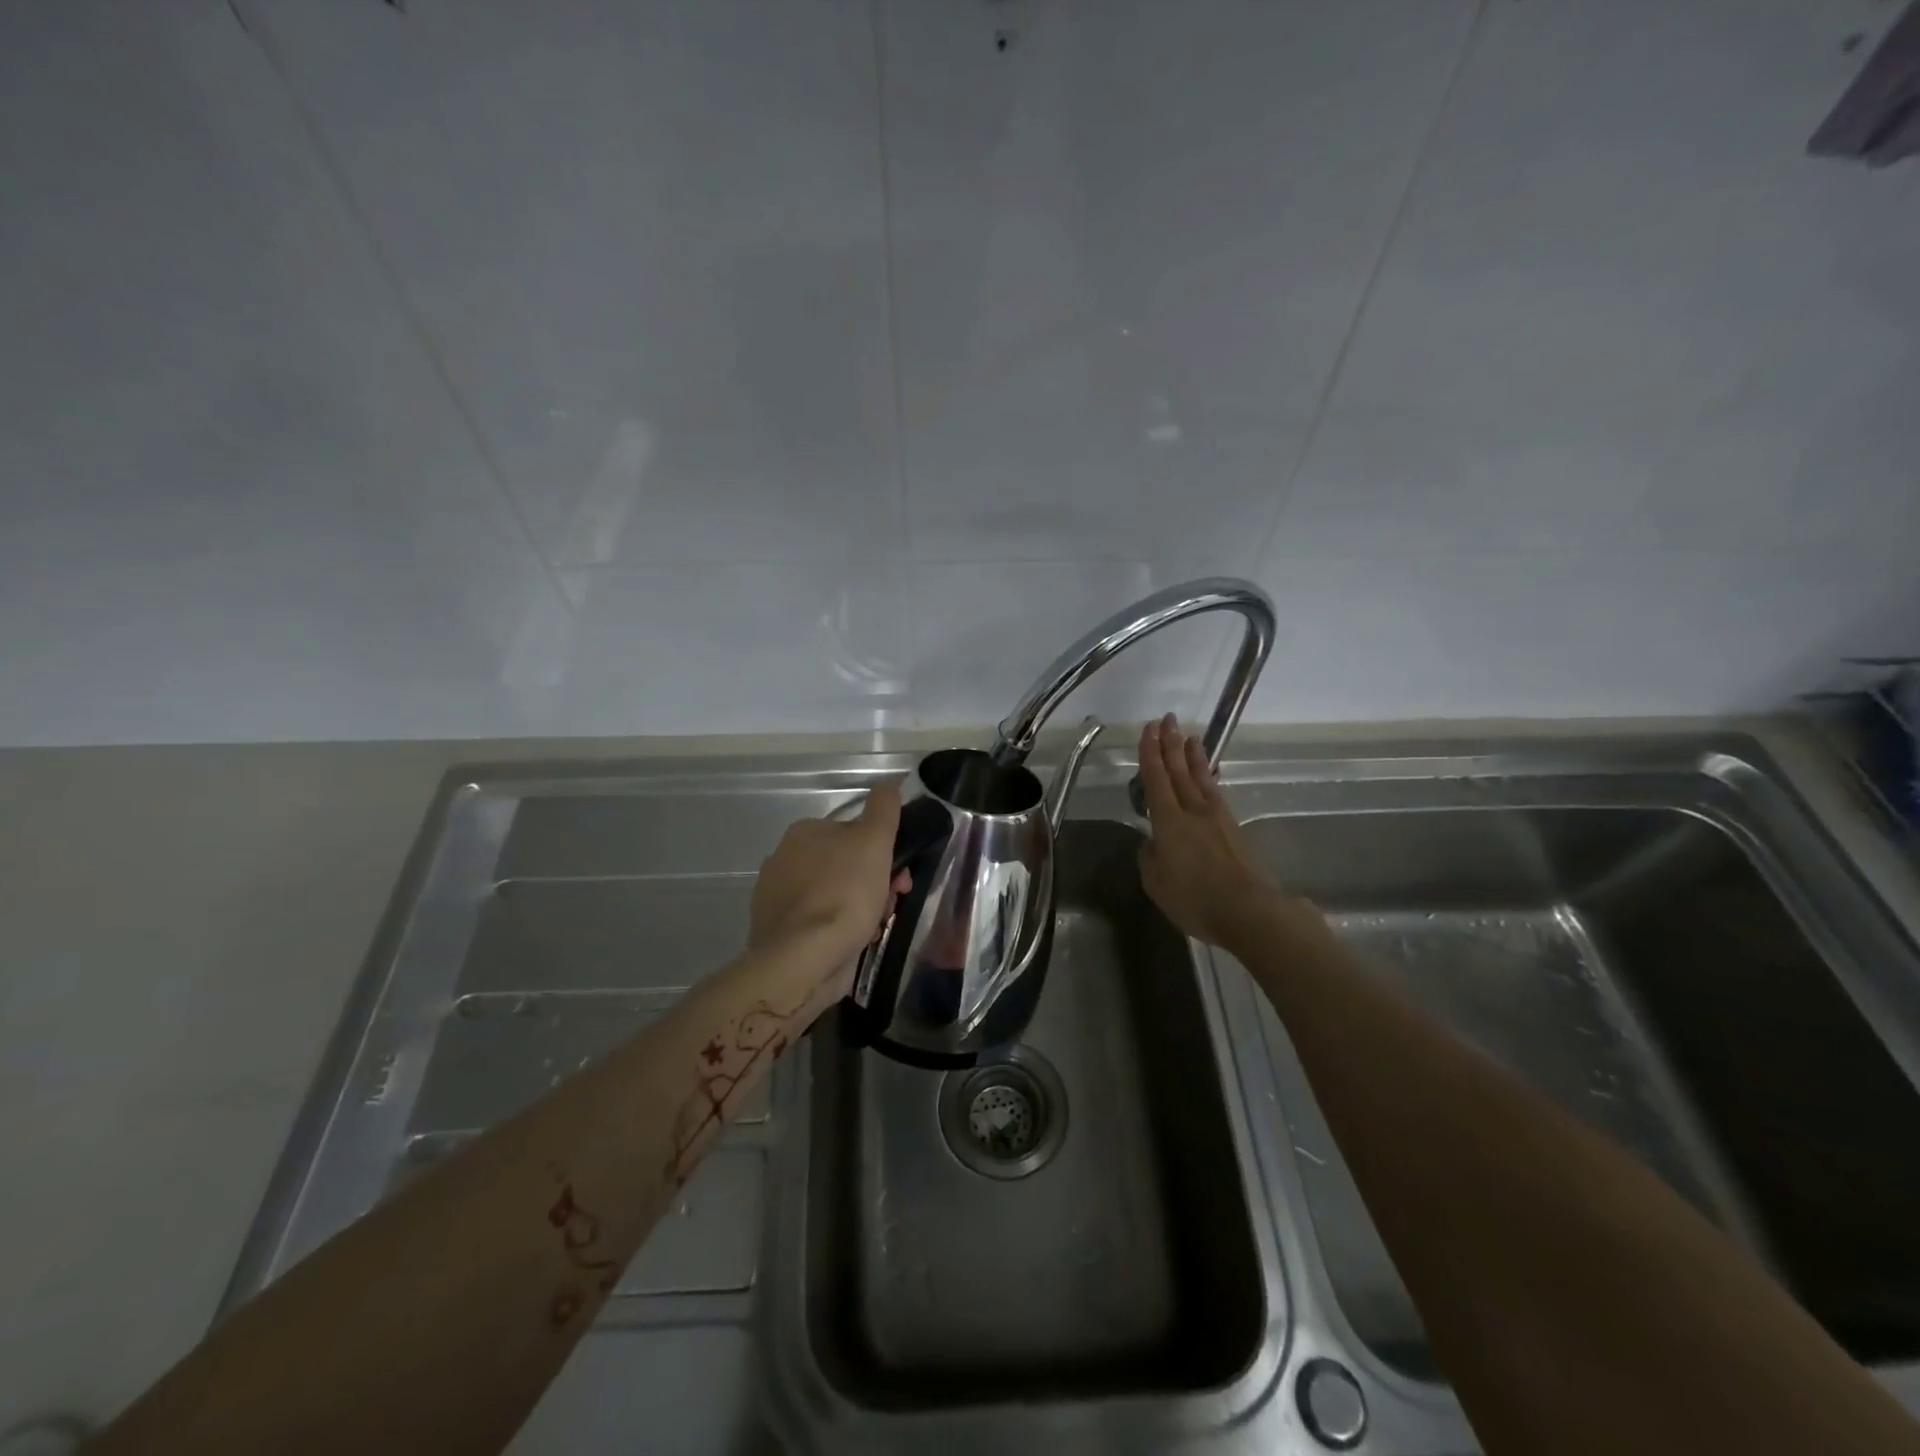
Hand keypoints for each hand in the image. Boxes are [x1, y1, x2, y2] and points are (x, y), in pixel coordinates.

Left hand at [750, 780, 910, 978]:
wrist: (803, 959)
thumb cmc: (844, 893)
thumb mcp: (874, 840)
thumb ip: (883, 808)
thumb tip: (889, 783)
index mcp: (803, 832)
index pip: (853, 833)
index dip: (882, 851)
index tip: (900, 874)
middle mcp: (784, 859)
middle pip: (845, 865)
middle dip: (874, 882)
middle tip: (892, 904)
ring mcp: (778, 898)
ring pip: (835, 895)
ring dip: (860, 908)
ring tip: (874, 928)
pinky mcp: (779, 932)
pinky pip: (820, 924)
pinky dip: (839, 930)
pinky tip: (853, 942)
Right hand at [1136, 714, 1296, 952]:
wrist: (1250, 911)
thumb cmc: (1195, 899)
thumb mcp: (1157, 884)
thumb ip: (1150, 858)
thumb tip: (1152, 844)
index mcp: (1169, 822)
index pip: (1156, 780)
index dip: (1150, 753)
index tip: (1148, 730)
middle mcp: (1193, 812)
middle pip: (1179, 772)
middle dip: (1170, 744)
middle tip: (1166, 719)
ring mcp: (1217, 819)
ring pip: (1200, 779)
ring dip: (1193, 757)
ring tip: (1190, 737)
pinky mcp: (1234, 829)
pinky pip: (1216, 794)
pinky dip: (1210, 778)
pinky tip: (1209, 775)